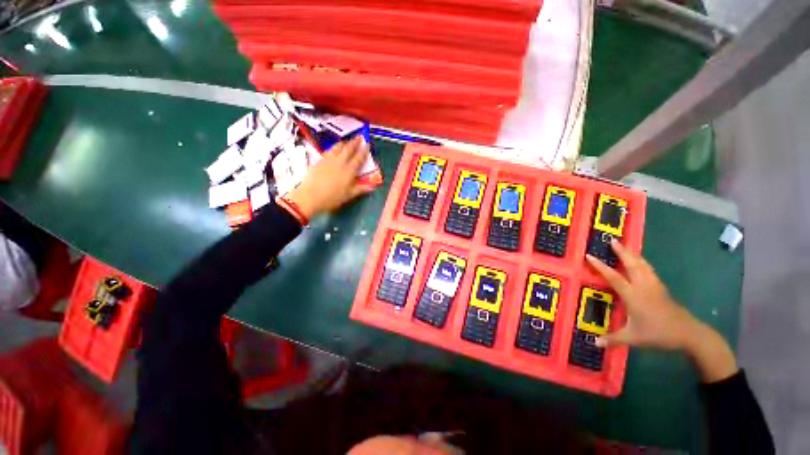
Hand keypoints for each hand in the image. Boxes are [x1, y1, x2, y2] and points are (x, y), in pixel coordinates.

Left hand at [286, 136, 374, 219]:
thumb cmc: (332, 198)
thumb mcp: (349, 195)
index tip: (367, 144)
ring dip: (344, 143)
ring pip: (337, 147)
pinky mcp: (319, 161)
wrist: (310, 196)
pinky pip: (329, 151)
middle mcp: (340, 162)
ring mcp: (328, 160)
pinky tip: (333, 150)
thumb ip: (361, 189)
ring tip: (347, 141)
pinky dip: (334, 148)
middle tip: (359, 137)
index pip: (359, 158)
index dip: (364, 151)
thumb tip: (373, 187)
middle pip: (348, 149)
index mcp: (349, 171)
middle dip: (354, 142)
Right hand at [586, 241, 737, 381]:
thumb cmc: (658, 334)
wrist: (689, 334)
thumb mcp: (633, 338)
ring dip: (633, 255)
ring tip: (625, 247)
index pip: (613, 277)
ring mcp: (654, 286)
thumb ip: (613, 339)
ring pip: (643, 265)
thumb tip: (594, 342)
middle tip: (613, 240)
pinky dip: (642, 262)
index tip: (589, 256)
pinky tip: (640, 263)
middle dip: (622, 251)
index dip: (600, 266)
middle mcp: (643, 286)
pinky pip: (649, 270)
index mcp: (633, 295)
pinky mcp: (661, 288)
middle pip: (632, 264)